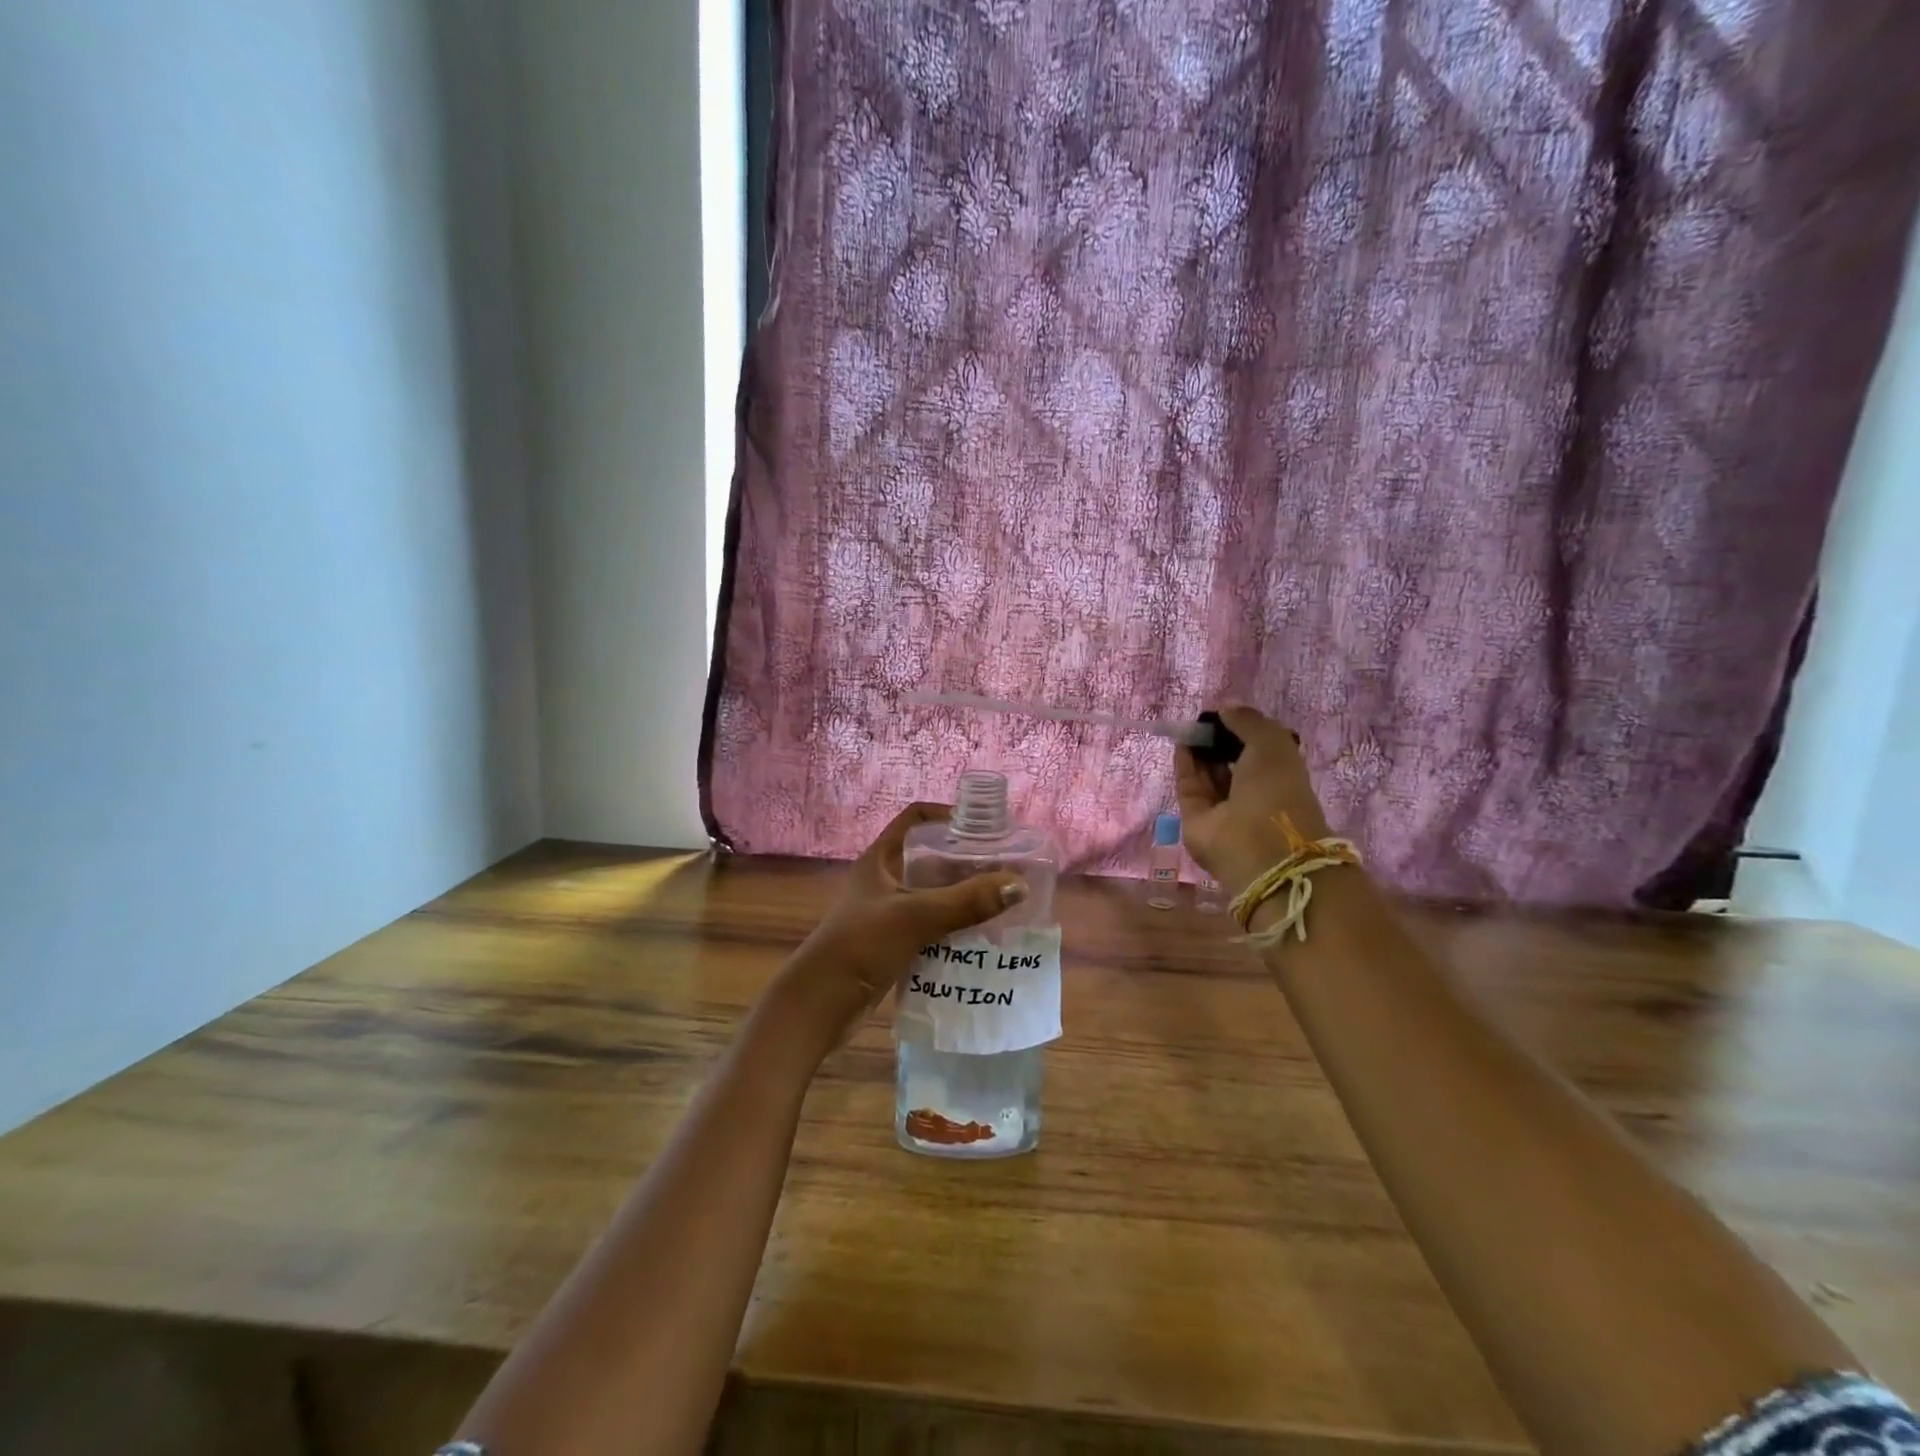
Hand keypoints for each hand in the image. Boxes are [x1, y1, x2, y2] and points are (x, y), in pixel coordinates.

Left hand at [771, 803, 1027, 1042]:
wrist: (820, 1004)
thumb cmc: (861, 945)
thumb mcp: (916, 917)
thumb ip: (967, 901)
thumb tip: (1020, 885)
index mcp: (880, 859)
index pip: (915, 818)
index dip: (947, 814)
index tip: (983, 826)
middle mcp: (883, 879)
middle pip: (930, 857)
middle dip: (966, 861)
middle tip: (1004, 867)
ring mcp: (887, 912)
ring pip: (932, 894)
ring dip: (962, 897)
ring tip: (1002, 901)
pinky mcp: (892, 943)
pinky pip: (930, 926)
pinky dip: (953, 927)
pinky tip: (981, 937)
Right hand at [1176, 704, 1332, 895]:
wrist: (1259, 846)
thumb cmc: (1276, 791)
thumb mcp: (1273, 744)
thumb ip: (1249, 721)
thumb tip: (1225, 707)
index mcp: (1279, 777)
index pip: (1258, 750)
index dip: (1243, 730)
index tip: (1227, 713)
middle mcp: (1252, 793)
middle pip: (1230, 762)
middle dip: (1218, 739)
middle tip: (1205, 719)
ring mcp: (1223, 808)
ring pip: (1208, 773)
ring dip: (1200, 749)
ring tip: (1192, 726)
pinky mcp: (1196, 819)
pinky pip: (1189, 785)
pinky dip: (1185, 764)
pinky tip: (1182, 742)